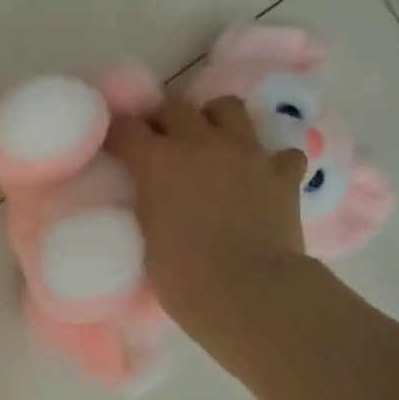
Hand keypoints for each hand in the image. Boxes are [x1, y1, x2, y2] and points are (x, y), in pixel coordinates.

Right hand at [106, 93, 315, 364]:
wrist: (251, 293)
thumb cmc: (185, 278)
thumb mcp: (146, 238)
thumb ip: (148, 205)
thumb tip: (153, 197)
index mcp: (158, 161)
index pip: (125, 128)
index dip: (117, 134)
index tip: (114, 147)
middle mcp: (201, 143)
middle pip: (174, 106)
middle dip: (164, 120)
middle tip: (162, 146)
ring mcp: (247, 153)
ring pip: (228, 108)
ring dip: (215, 122)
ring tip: (213, 147)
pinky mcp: (283, 173)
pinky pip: (280, 152)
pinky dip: (270, 162)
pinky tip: (263, 179)